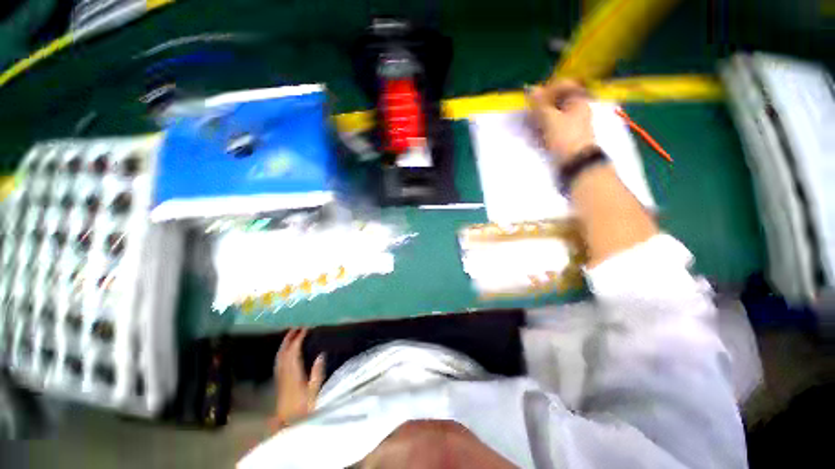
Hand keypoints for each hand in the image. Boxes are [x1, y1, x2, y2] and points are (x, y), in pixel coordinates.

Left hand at [273, 328, 324, 428]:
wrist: (289, 425)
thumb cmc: (304, 409)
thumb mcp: (315, 392)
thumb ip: (317, 374)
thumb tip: (321, 355)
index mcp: (293, 375)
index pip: (293, 352)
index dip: (298, 339)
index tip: (305, 328)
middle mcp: (284, 375)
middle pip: (283, 353)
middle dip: (289, 338)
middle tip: (296, 325)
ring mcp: (280, 378)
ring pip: (279, 357)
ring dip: (284, 344)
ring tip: (291, 334)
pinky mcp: (279, 382)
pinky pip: (279, 362)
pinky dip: (282, 352)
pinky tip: (285, 351)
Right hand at [527, 80, 595, 163]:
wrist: (575, 163)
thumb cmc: (565, 138)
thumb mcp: (550, 119)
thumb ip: (540, 105)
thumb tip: (531, 89)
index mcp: (577, 100)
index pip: (563, 85)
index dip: (547, 89)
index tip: (534, 99)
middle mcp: (576, 109)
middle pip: (556, 101)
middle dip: (541, 108)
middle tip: (530, 116)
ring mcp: (571, 123)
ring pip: (552, 115)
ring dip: (539, 120)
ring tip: (531, 129)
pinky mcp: (565, 136)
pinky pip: (552, 127)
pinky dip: (543, 130)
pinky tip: (536, 137)